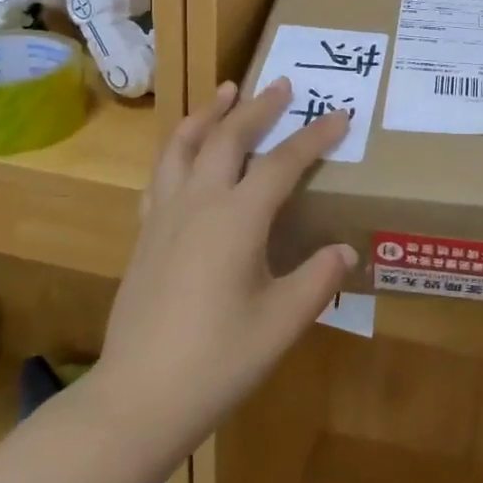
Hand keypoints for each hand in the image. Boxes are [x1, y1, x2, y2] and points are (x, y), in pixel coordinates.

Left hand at [93, 79, 355, 460]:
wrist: (138, 398)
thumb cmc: (218, 360)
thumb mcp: (282, 322)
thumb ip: (317, 279)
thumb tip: (345, 249)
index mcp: (237, 219)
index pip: (283, 163)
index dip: (314, 137)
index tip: (339, 115)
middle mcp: (199, 203)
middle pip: (229, 138)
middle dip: (258, 108)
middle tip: (280, 84)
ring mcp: (165, 217)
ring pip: (184, 146)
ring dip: (208, 114)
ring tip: (225, 92)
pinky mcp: (145, 235)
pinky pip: (162, 175)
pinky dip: (179, 150)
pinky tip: (185, 155)